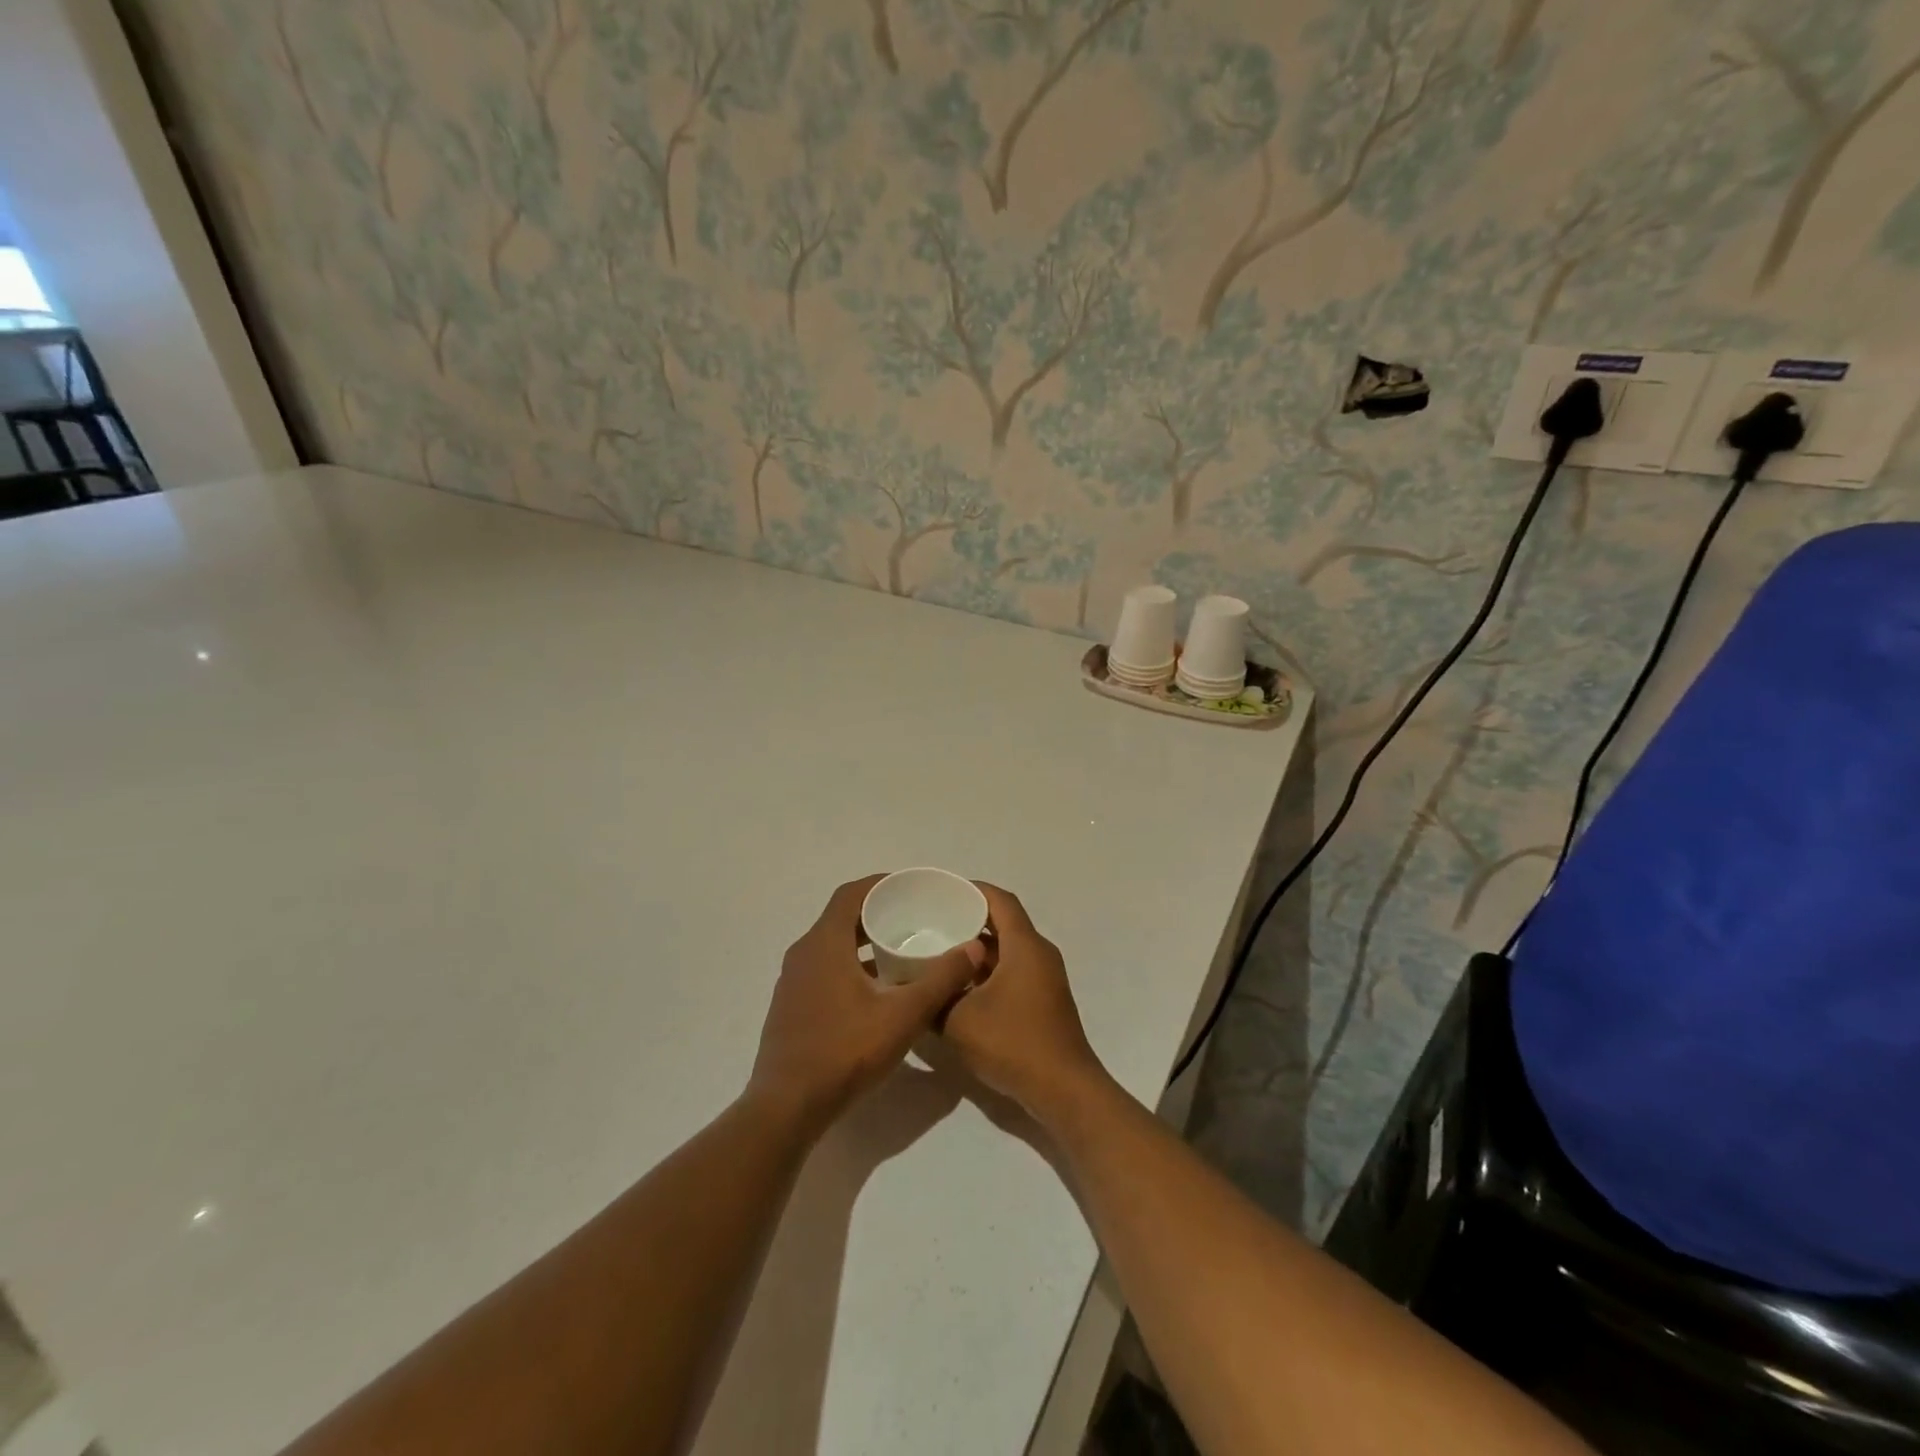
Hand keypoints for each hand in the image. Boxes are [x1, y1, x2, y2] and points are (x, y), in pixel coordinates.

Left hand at [749, 876, 985, 1134]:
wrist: (787, 1106)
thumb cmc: (845, 1051)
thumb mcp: (904, 1015)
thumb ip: (941, 979)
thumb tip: (974, 948)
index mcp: (824, 943)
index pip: (851, 894)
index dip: (880, 885)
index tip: (910, 888)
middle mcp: (803, 953)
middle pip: (841, 918)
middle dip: (877, 914)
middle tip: (914, 919)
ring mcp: (793, 981)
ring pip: (832, 946)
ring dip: (863, 943)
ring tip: (901, 952)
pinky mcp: (791, 1006)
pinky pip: (823, 969)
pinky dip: (850, 966)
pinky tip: (876, 991)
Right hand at [940, 883, 1110, 1126]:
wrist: (1063, 1091)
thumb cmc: (1013, 1044)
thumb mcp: (959, 1020)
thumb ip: (934, 997)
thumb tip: (914, 984)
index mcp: (1024, 946)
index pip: (1000, 900)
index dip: (972, 889)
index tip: (942, 891)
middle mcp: (1039, 954)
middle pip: (1003, 923)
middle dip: (969, 919)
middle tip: (932, 922)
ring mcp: (1044, 979)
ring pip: (1007, 950)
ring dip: (976, 950)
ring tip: (938, 953)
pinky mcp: (1043, 1001)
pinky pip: (1012, 971)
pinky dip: (987, 972)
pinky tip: (959, 988)